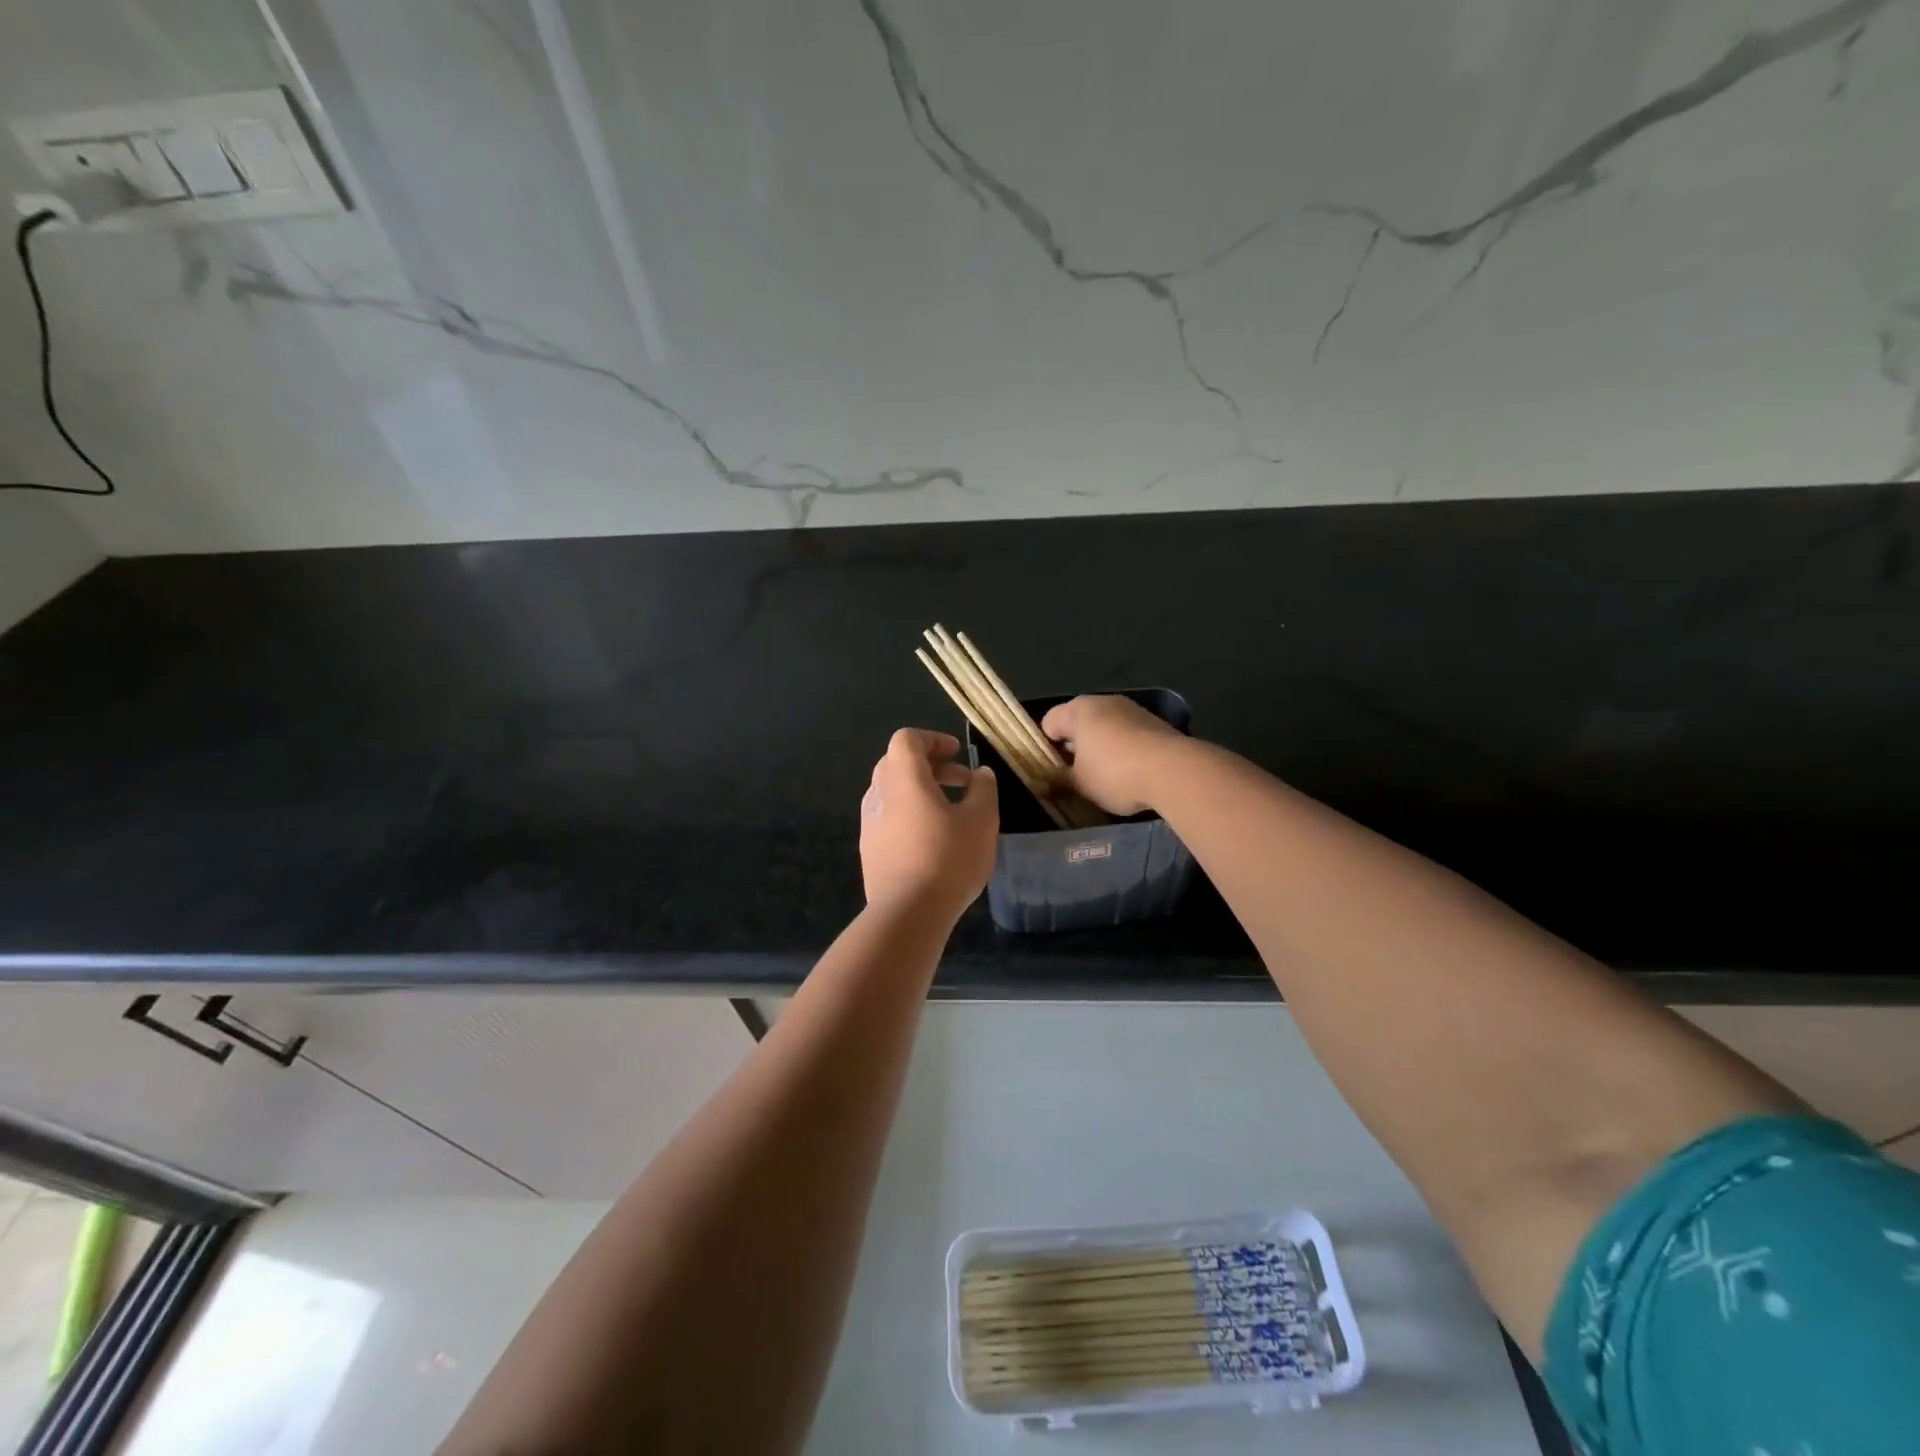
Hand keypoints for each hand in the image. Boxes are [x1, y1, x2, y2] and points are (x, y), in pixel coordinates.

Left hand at [860, 728, 998, 919]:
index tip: (958, 753)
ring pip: (892, 791)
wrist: (907, 913)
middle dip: (930, 765)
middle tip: (961, 781)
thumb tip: (981, 774)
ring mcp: (869, 823)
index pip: (907, 739)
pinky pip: (888, 817)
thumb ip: (983, 790)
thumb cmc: (948, 858)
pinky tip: (932, 839)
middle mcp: (879, 793)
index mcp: (903, 778)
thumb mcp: (981, 820)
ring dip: (920, 791)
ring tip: (950, 811)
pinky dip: (909, 814)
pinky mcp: (869, 849)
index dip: (933, 739)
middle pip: (897, 762)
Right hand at [1040, 696, 1184, 816]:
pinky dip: (1123, 750)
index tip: (1052, 772)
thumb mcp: (1080, 784)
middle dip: (1074, 748)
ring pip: (1105, 729)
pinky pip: (1128, 735)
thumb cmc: (1114, 773)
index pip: (1049, 723)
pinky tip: (1129, 773)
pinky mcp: (1155, 723)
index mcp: (1078, 709)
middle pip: (1078, 723)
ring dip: (1100, 749)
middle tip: (1075, 776)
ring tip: (1103, 778)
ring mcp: (1132, 709)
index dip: (1046, 748)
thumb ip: (1058, 781)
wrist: (1174, 771)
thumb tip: (1041, 784)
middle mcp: (1104, 701)